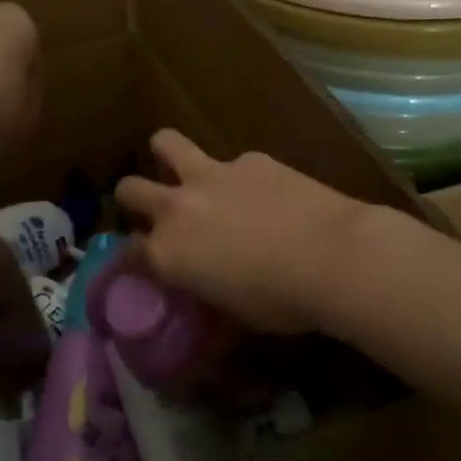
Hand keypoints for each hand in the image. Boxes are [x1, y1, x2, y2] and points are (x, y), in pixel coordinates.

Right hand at [115, 130, 371, 334]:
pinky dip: (238, 174)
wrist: (334, 256)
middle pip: (130, 189)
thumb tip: (209, 313)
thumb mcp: (237, 317)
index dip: (131, 259)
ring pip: (165, 143)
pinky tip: (264, 191)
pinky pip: (231, 160)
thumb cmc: (283, 302)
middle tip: (154, 210)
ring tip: (181, 167)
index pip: (127, 252)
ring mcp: (212, 175)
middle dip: (133, 199)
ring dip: (166, 154)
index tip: (142, 263)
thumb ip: (210, 304)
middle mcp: (178, 208)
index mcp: (169, 254)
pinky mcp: (250, 159)